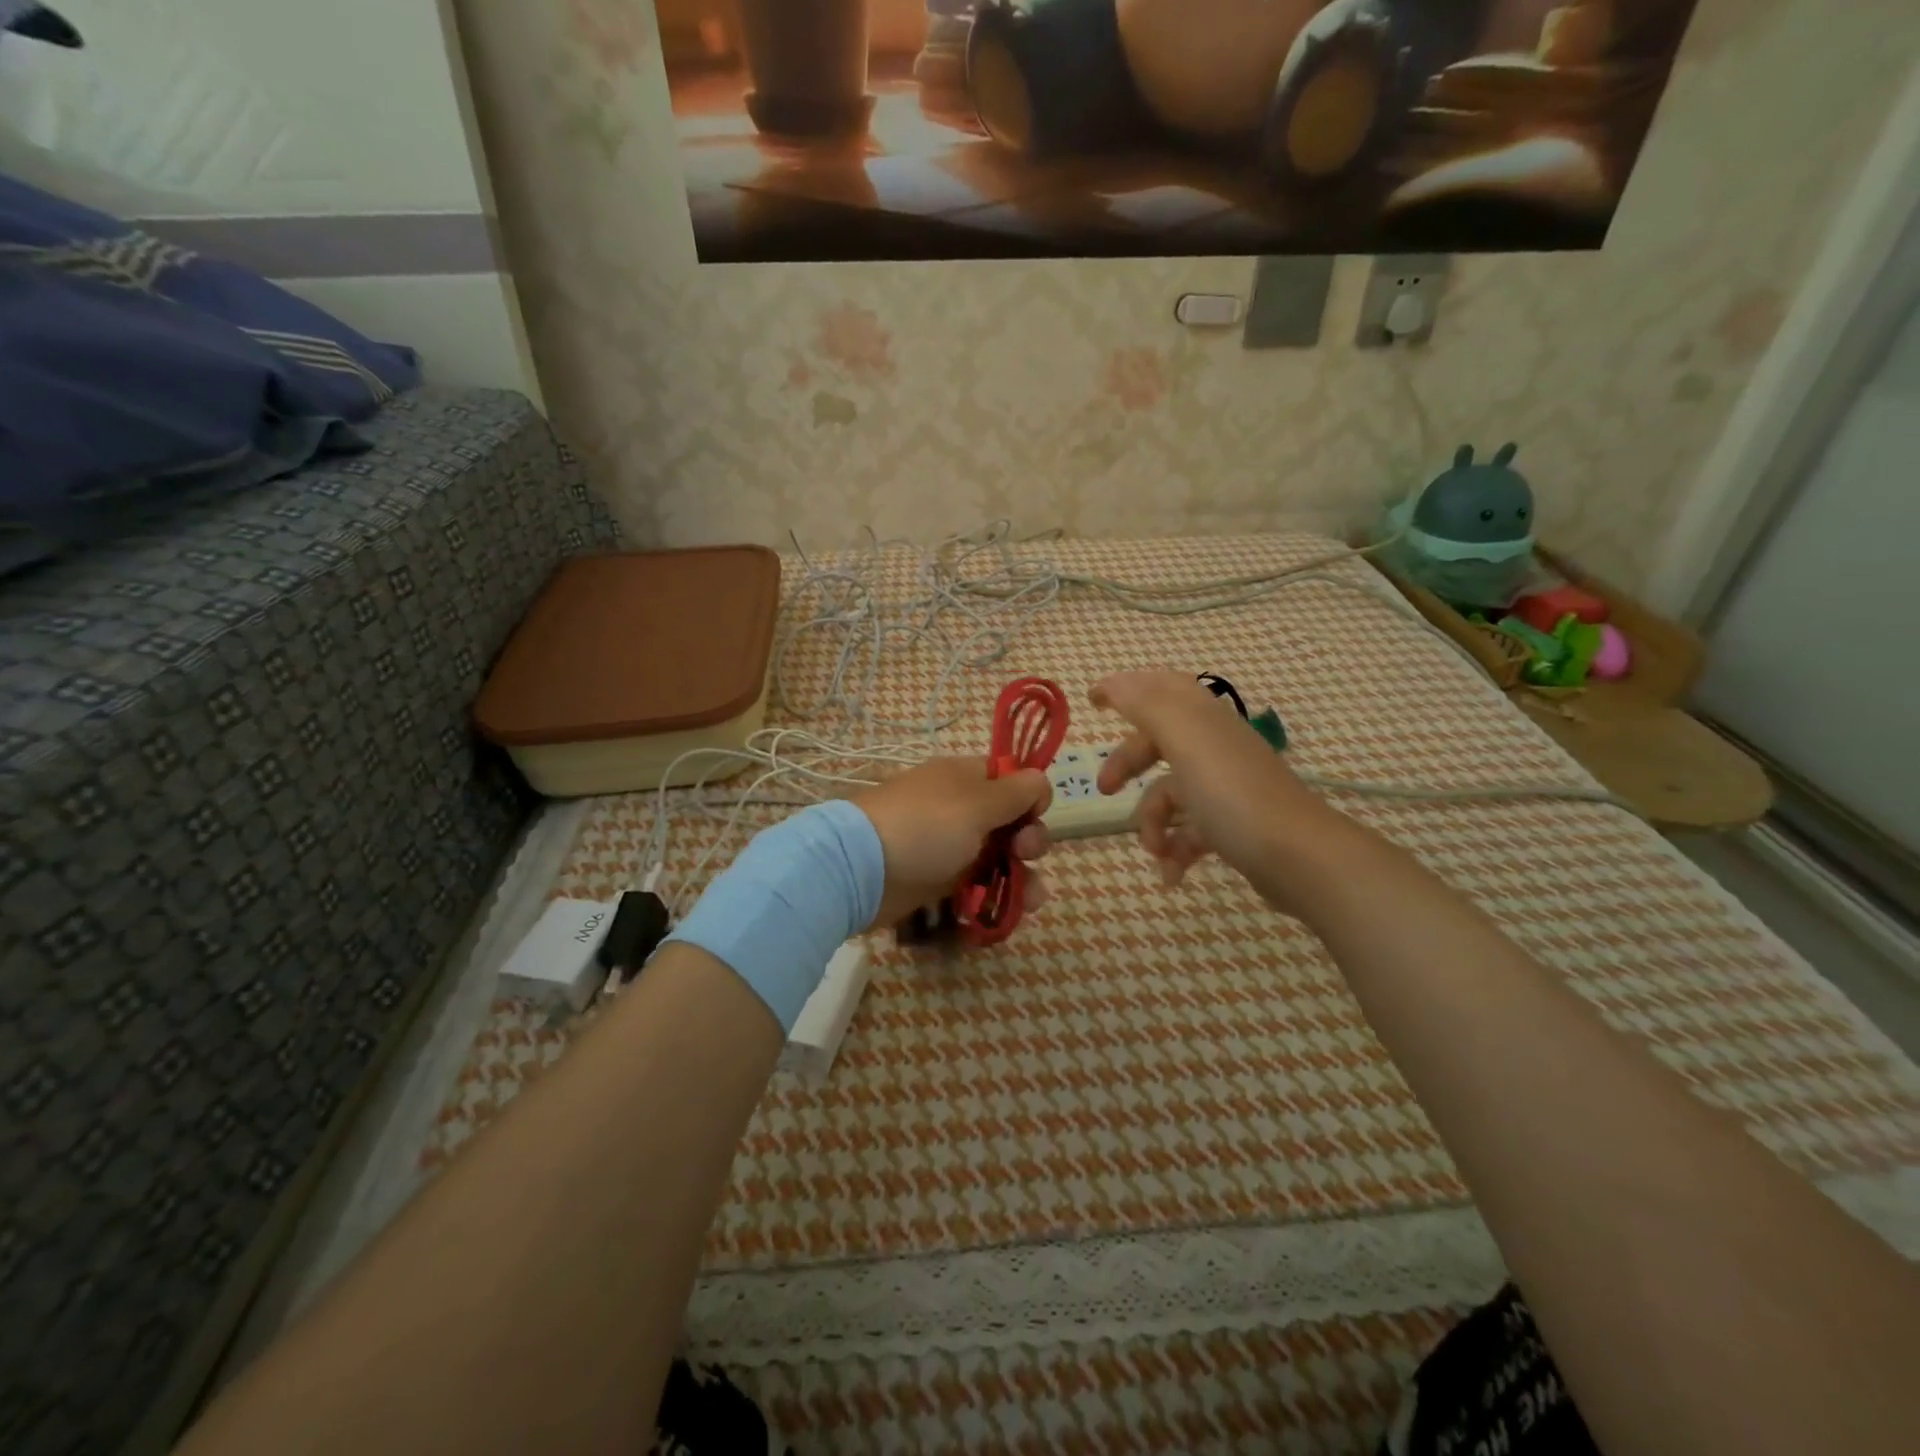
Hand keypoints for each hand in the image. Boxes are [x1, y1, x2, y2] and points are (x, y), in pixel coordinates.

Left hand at [853, 757, 1052, 929]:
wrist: (861, 869)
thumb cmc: (926, 826)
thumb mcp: (977, 804)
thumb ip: (1016, 793)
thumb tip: (1039, 779)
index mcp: (966, 778)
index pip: (1010, 779)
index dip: (1030, 796)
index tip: (1035, 814)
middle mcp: (960, 808)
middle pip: (1010, 822)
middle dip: (1029, 841)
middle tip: (1023, 853)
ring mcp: (948, 845)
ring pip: (998, 859)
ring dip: (1022, 877)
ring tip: (1032, 901)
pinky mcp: (938, 881)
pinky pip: (977, 886)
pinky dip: (995, 897)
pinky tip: (1011, 913)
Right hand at [1092, 670, 1330, 892]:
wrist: (1299, 858)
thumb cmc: (1232, 795)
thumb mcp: (1184, 741)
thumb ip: (1146, 705)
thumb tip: (1115, 682)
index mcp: (1202, 719)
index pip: (1161, 689)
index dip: (1127, 688)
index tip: (1092, 700)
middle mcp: (1215, 746)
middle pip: (1158, 744)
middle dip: (1127, 765)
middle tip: (1104, 789)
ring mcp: (1226, 786)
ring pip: (1171, 794)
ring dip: (1153, 823)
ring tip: (1154, 851)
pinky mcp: (1234, 824)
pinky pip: (1190, 829)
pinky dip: (1176, 850)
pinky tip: (1173, 874)